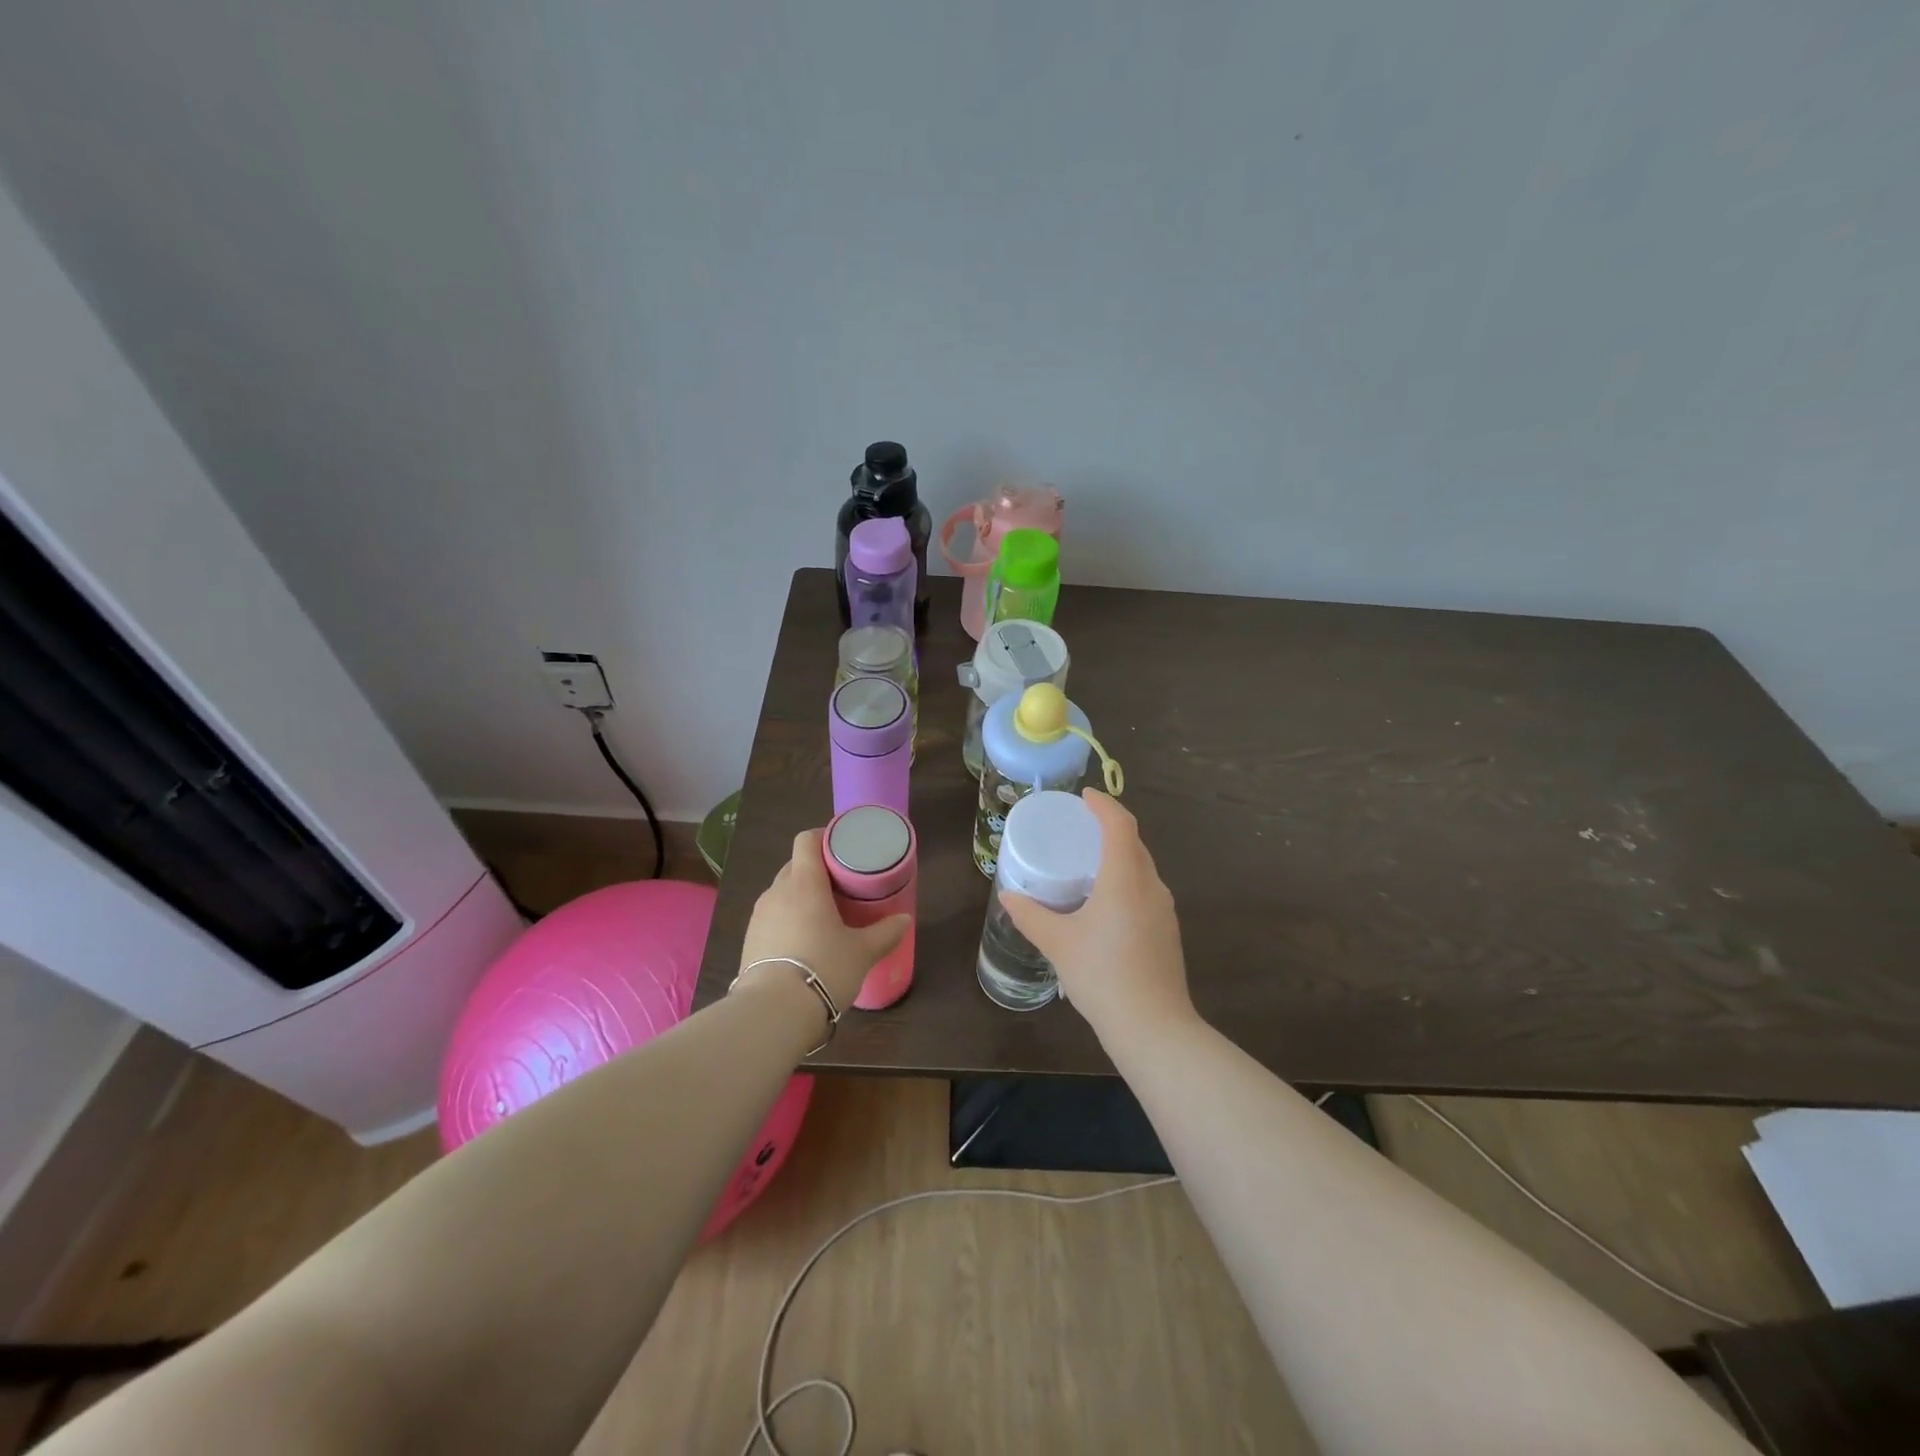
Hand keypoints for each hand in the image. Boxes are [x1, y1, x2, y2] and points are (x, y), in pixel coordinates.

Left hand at [737, 829, 910, 1012]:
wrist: (773, 1012)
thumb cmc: (823, 967)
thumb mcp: (862, 952)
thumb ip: (885, 932)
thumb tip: (904, 919)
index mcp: (804, 882)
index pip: (806, 840)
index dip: (824, 837)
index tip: (843, 847)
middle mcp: (777, 892)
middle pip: (795, 865)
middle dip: (816, 870)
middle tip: (841, 885)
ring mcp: (759, 916)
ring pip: (782, 892)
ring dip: (801, 896)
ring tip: (824, 914)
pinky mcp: (749, 940)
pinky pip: (772, 917)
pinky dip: (788, 919)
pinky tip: (804, 941)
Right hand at [1000, 791, 1196, 1052]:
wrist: (1154, 1028)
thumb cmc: (1102, 976)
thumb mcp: (1058, 944)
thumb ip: (1030, 915)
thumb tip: (1009, 895)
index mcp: (1125, 879)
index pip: (1120, 824)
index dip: (1104, 804)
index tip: (1084, 796)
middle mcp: (1150, 886)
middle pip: (1134, 842)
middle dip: (1110, 827)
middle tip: (1079, 827)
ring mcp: (1164, 909)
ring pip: (1142, 867)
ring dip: (1119, 854)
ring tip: (1088, 861)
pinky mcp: (1167, 931)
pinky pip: (1146, 889)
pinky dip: (1126, 879)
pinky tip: (1105, 901)